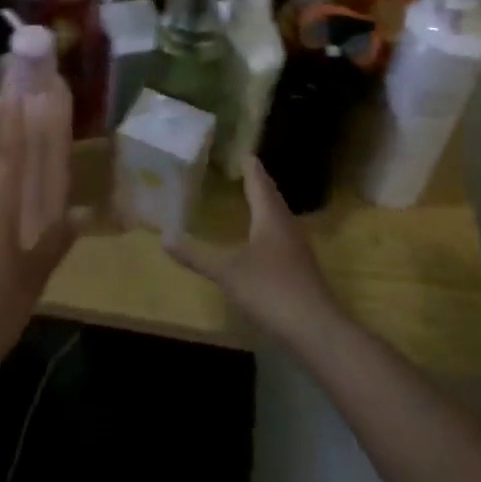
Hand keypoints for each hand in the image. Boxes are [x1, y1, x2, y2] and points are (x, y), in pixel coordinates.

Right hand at [168, 158, 342, 343]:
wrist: (316, 330)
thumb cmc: (271, 290)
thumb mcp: (227, 272)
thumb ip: (197, 255)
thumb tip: (164, 236)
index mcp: (271, 218)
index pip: (260, 183)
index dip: (250, 168)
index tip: (243, 152)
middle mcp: (287, 227)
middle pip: (272, 198)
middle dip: (258, 184)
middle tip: (244, 170)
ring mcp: (297, 250)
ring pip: (279, 218)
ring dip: (265, 206)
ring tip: (251, 200)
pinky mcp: (300, 270)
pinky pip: (281, 238)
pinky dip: (268, 229)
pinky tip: (261, 242)